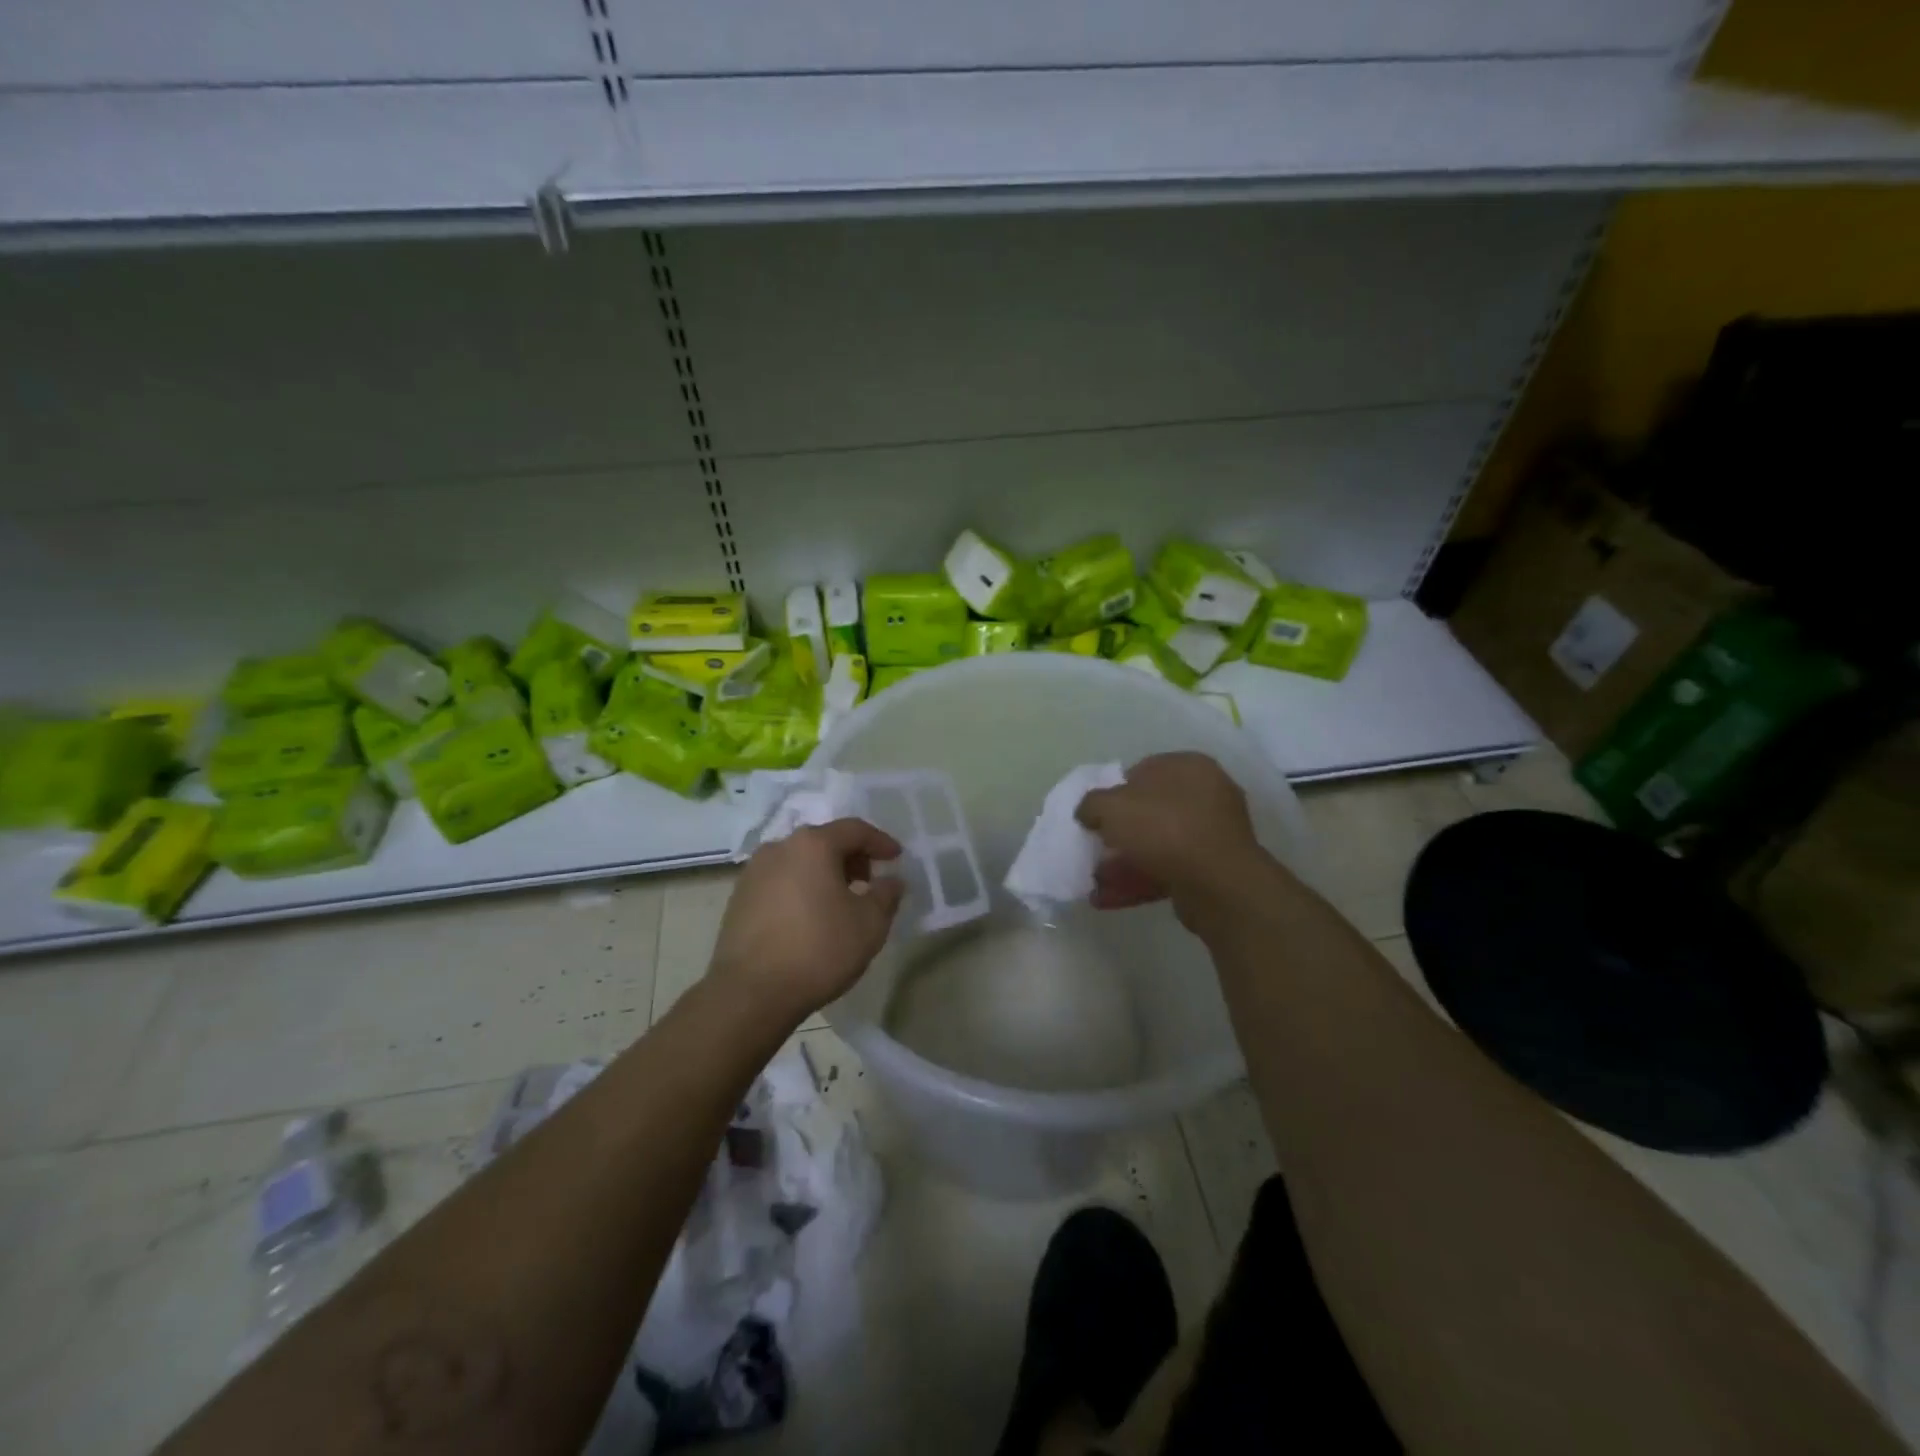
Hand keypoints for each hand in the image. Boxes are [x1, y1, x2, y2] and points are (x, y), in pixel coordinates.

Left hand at [707, 819, 905, 1023]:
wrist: (750, 993)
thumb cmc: (818, 950)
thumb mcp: (870, 924)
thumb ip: (886, 894)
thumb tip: (891, 880)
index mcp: (812, 845)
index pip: (854, 829)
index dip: (880, 842)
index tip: (896, 858)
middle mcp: (779, 848)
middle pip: (823, 842)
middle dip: (851, 857)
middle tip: (870, 881)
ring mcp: (753, 873)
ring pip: (799, 862)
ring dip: (824, 874)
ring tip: (840, 901)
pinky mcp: (738, 899)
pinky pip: (780, 882)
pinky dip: (801, 889)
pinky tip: (810, 917)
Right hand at [1075, 752, 1266, 920]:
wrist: (1219, 884)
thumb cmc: (1165, 829)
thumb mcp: (1111, 807)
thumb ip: (1091, 804)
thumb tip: (1087, 812)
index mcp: (1188, 767)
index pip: (1142, 770)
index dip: (1114, 792)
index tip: (1096, 815)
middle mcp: (1207, 794)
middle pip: (1150, 811)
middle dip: (1119, 833)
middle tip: (1096, 847)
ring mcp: (1213, 834)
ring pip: (1158, 844)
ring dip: (1124, 862)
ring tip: (1095, 881)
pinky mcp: (1213, 869)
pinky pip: (1168, 870)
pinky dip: (1139, 881)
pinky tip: (1108, 899)